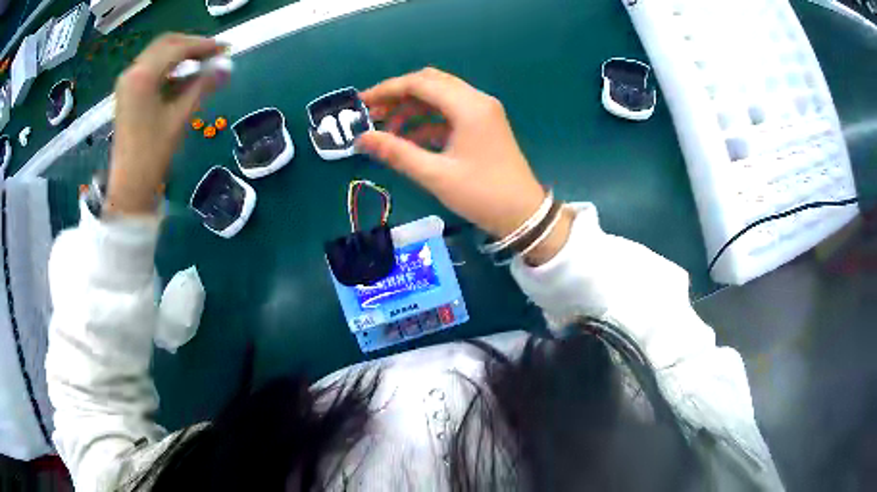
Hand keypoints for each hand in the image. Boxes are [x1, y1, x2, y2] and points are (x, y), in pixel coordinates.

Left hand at [107, 34, 225, 214]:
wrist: (129, 184)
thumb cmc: (153, 153)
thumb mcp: (180, 116)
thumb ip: (203, 85)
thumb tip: (226, 66)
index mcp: (143, 76)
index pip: (178, 48)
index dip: (203, 45)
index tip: (225, 48)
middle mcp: (133, 71)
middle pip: (167, 43)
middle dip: (191, 45)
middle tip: (213, 54)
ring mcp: (127, 81)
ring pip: (158, 53)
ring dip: (180, 54)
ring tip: (201, 63)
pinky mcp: (127, 91)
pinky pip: (150, 67)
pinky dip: (168, 66)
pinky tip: (182, 76)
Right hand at [357, 68, 571, 264]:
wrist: (523, 214)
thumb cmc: (481, 194)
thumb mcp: (435, 175)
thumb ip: (396, 152)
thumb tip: (361, 139)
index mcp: (468, 106)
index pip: (419, 83)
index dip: (387, 90)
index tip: (362, 103)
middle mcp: (476, 100)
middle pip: (430, 83)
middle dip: (398, 96)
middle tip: (373, 115)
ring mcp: (482, 111)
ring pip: (439, 96)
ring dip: (412, 108)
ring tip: (387, 130)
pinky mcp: (483, 124)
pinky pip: (450, 112)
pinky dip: (427, 120)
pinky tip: (410, 139)